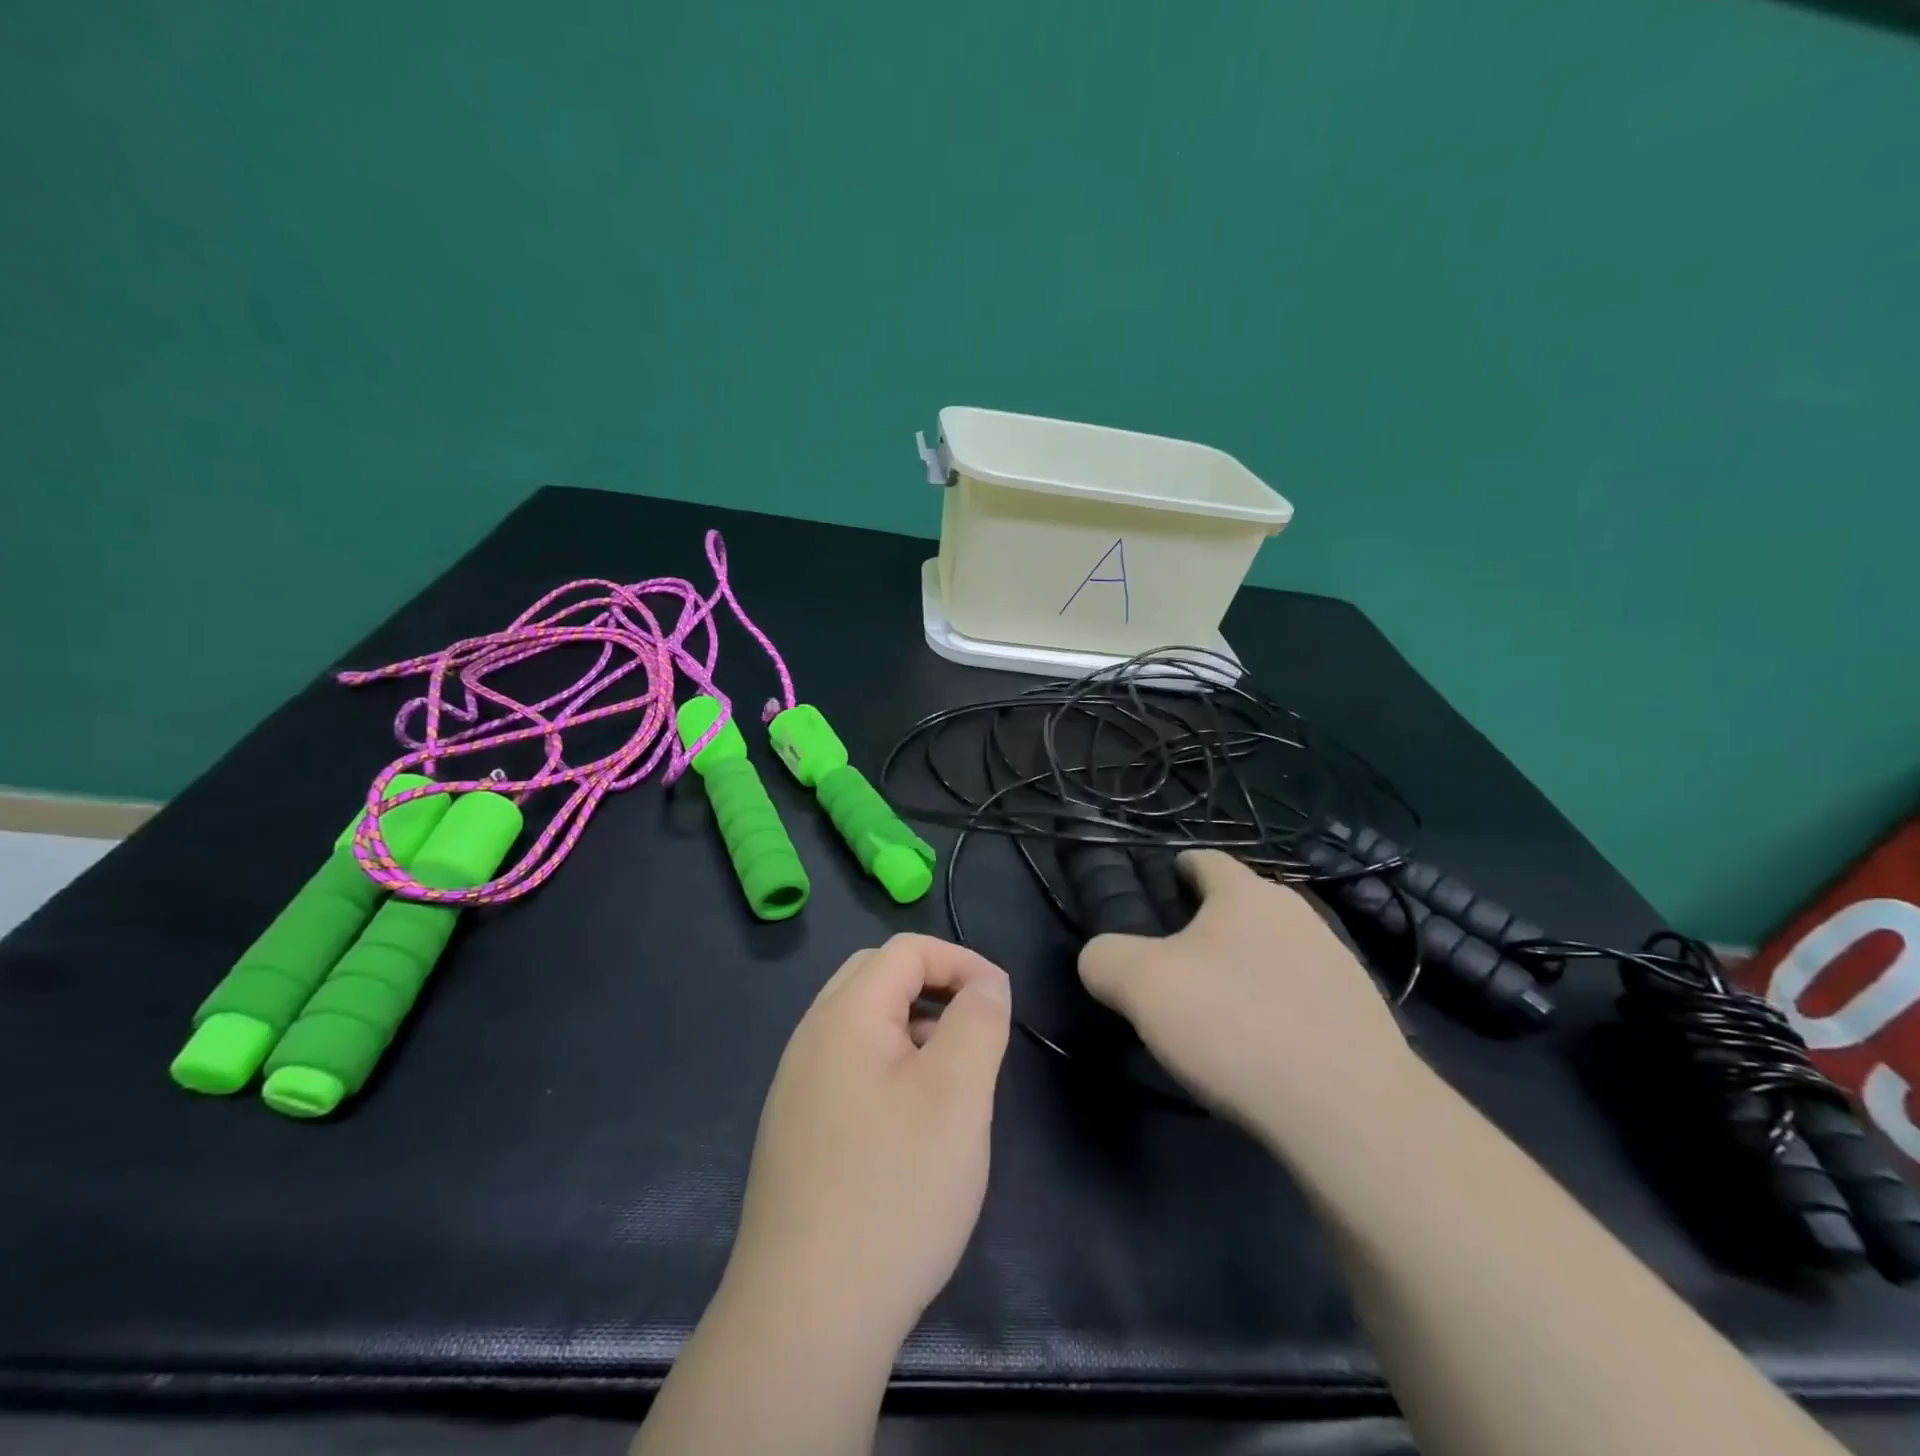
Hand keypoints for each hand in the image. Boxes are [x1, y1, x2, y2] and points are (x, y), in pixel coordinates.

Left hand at [723, 933, 1011, 1348]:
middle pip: (876, 976)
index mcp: (843, 1016)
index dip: (960, 961)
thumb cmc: (894, 1190)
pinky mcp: (795, 1131)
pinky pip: (848, 1067)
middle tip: (973, 1033)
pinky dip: (888, 1066)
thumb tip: (986, 984)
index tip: (1001, 1002)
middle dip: (933, 988)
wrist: (806, 1317)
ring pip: (862, 1024)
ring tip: (950, 1081)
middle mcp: (810, 1038)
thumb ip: (978, 1021)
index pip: (906, 950)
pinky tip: (910, 1124)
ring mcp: (795, 1087)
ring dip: (912, 1029)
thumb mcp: (957, 1095)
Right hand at [1078, 851, 1412, 1136]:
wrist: (1349, 1111)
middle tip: (1175, 963)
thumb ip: (1105, 959)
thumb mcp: (1140, 986)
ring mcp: (1338, 965)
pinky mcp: (1363, 1017)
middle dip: (1209, 926)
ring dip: (1246, 968)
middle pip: (1242, 906)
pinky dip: (1278, 1009)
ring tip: (1219, 1011)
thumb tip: (1102, 959)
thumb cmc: (1235, 1024)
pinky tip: (1262, 1048)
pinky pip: (1303, 997)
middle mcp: (1297, 915)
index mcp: (1246, 894)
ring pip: (1275, 951)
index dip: (1177, 869)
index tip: (1158, 891)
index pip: (1205, 860)